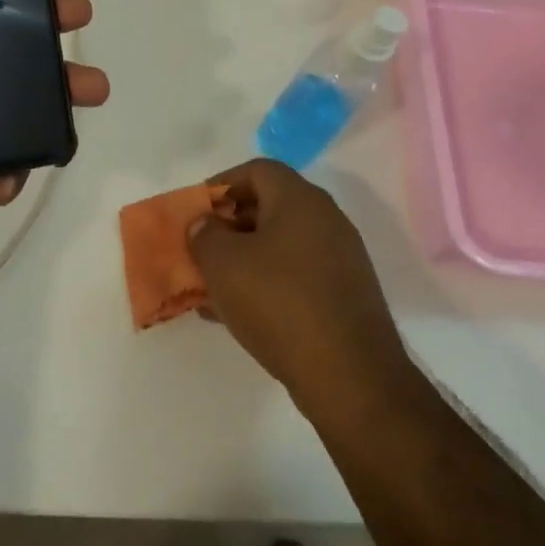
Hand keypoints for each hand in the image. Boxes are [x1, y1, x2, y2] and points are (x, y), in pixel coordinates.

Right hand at [190, 159, 409, 409]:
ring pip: (279, 246)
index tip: (195, 212)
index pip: (256, 170)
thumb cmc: (279, 304)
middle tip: (200, 250)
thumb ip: (205, 234)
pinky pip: (295, 276)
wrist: (349, 376)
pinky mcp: (344, 295)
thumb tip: (206, 224)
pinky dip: (265, 284)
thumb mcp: (223, 264)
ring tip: (211, 287)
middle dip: (228, 227)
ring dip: (243, 260)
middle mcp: (326, 220)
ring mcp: (340, 259)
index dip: (220, 184)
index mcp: (300, 200)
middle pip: (268, 207)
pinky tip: (238, 314)